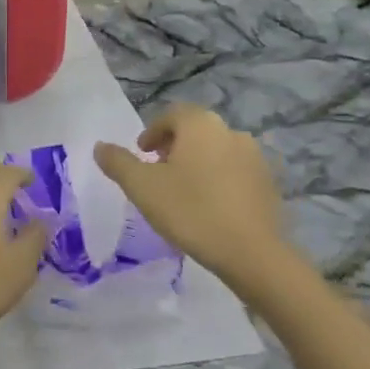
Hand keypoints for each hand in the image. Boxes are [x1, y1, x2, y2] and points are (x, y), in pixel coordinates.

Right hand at [95, 104, 291, 290]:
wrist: (251, 253)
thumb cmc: (191, 211)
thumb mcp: (142, 187)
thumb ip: (118, 162)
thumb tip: (100, 146)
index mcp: (201, 124)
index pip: (171, 115)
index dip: (152, 132)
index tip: (142, 154)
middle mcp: (231, 131)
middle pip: (195, 131)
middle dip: (174, 147)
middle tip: (158, 173)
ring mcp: (255, 157)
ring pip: (216, 151)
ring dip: (197, 163)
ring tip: (183, 192)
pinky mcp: (269, 183)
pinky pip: (235, 172)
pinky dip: (219, 180)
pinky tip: (210, 207)